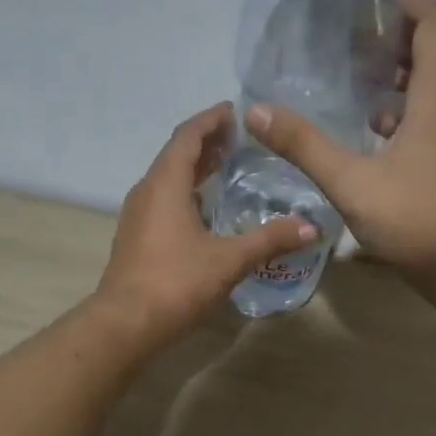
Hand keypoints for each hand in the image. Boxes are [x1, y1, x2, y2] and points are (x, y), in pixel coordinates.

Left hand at [96, 102, 317, 346]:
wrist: (125, 324)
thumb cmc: (176, 282)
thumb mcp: (229, 260)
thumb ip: (270, 240)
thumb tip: (310, 227)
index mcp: (166, 184)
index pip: (188, 136)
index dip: (211, 120)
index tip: (234, 110)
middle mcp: (147, 191)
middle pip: (176, 154)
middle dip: (206, 142)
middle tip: (238, 137)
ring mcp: (137, 215)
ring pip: (168, 179)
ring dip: (195, 168)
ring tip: (226, 167)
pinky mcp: (136, 237)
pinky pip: (163, 200)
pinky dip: (186, 192)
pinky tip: (206, 209)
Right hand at [246, 0, 435, 290]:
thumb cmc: (416, 221)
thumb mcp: (351, 183)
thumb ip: (304, 145)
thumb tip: (255, 111)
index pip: (435, 25)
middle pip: (434, 49)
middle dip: (395, 30)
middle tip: (349, 28)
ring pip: (432, 83)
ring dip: (397, 68)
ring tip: (351, 68)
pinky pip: (429, 112)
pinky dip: (401, 103)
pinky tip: (367, 123)